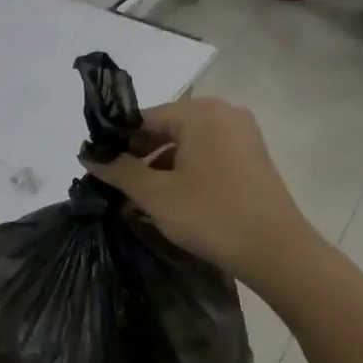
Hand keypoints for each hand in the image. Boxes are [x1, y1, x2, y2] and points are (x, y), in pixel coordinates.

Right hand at [80, 98, 315, 284]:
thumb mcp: (155, 194)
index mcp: (200, 112)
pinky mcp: (252, 158)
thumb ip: (119, 170)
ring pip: (187, 145)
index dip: (117, 143)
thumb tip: (88, 155)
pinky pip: (207, 157)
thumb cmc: (210, 215)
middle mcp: (224, 113)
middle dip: (139, 157)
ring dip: (161, 169)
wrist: (275, 250)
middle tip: (116, 187)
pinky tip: (170, 202)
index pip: (144, 118)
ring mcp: (243, 135)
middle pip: (167, 129)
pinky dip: (185, 174)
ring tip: (139, 200)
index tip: (98, 168)